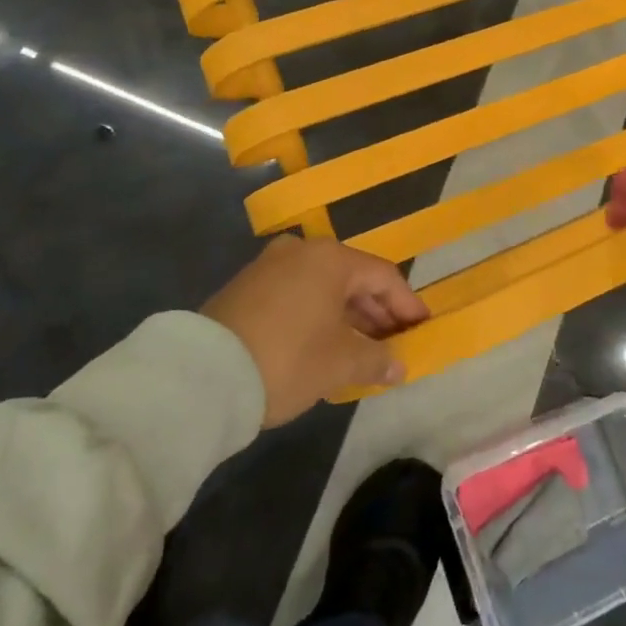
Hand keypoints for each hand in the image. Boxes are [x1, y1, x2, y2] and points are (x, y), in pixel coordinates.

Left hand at [202, 235, 429, 425]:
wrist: (203, 374)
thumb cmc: (286, 359)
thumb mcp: (339, 364)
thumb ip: (376, 360)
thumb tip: (399, 365)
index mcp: (330, 258)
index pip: (383, 276)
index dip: (407, 305)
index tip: (422, 329)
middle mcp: (301, 251)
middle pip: (352, 278)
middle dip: (377, 312)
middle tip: (394, 344)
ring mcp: (269, 265)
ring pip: (322, 287)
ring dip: (347, 316)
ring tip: (362, 351)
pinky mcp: (246, 287)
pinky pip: (297, 294)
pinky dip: (317, 315)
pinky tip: (324, 345)